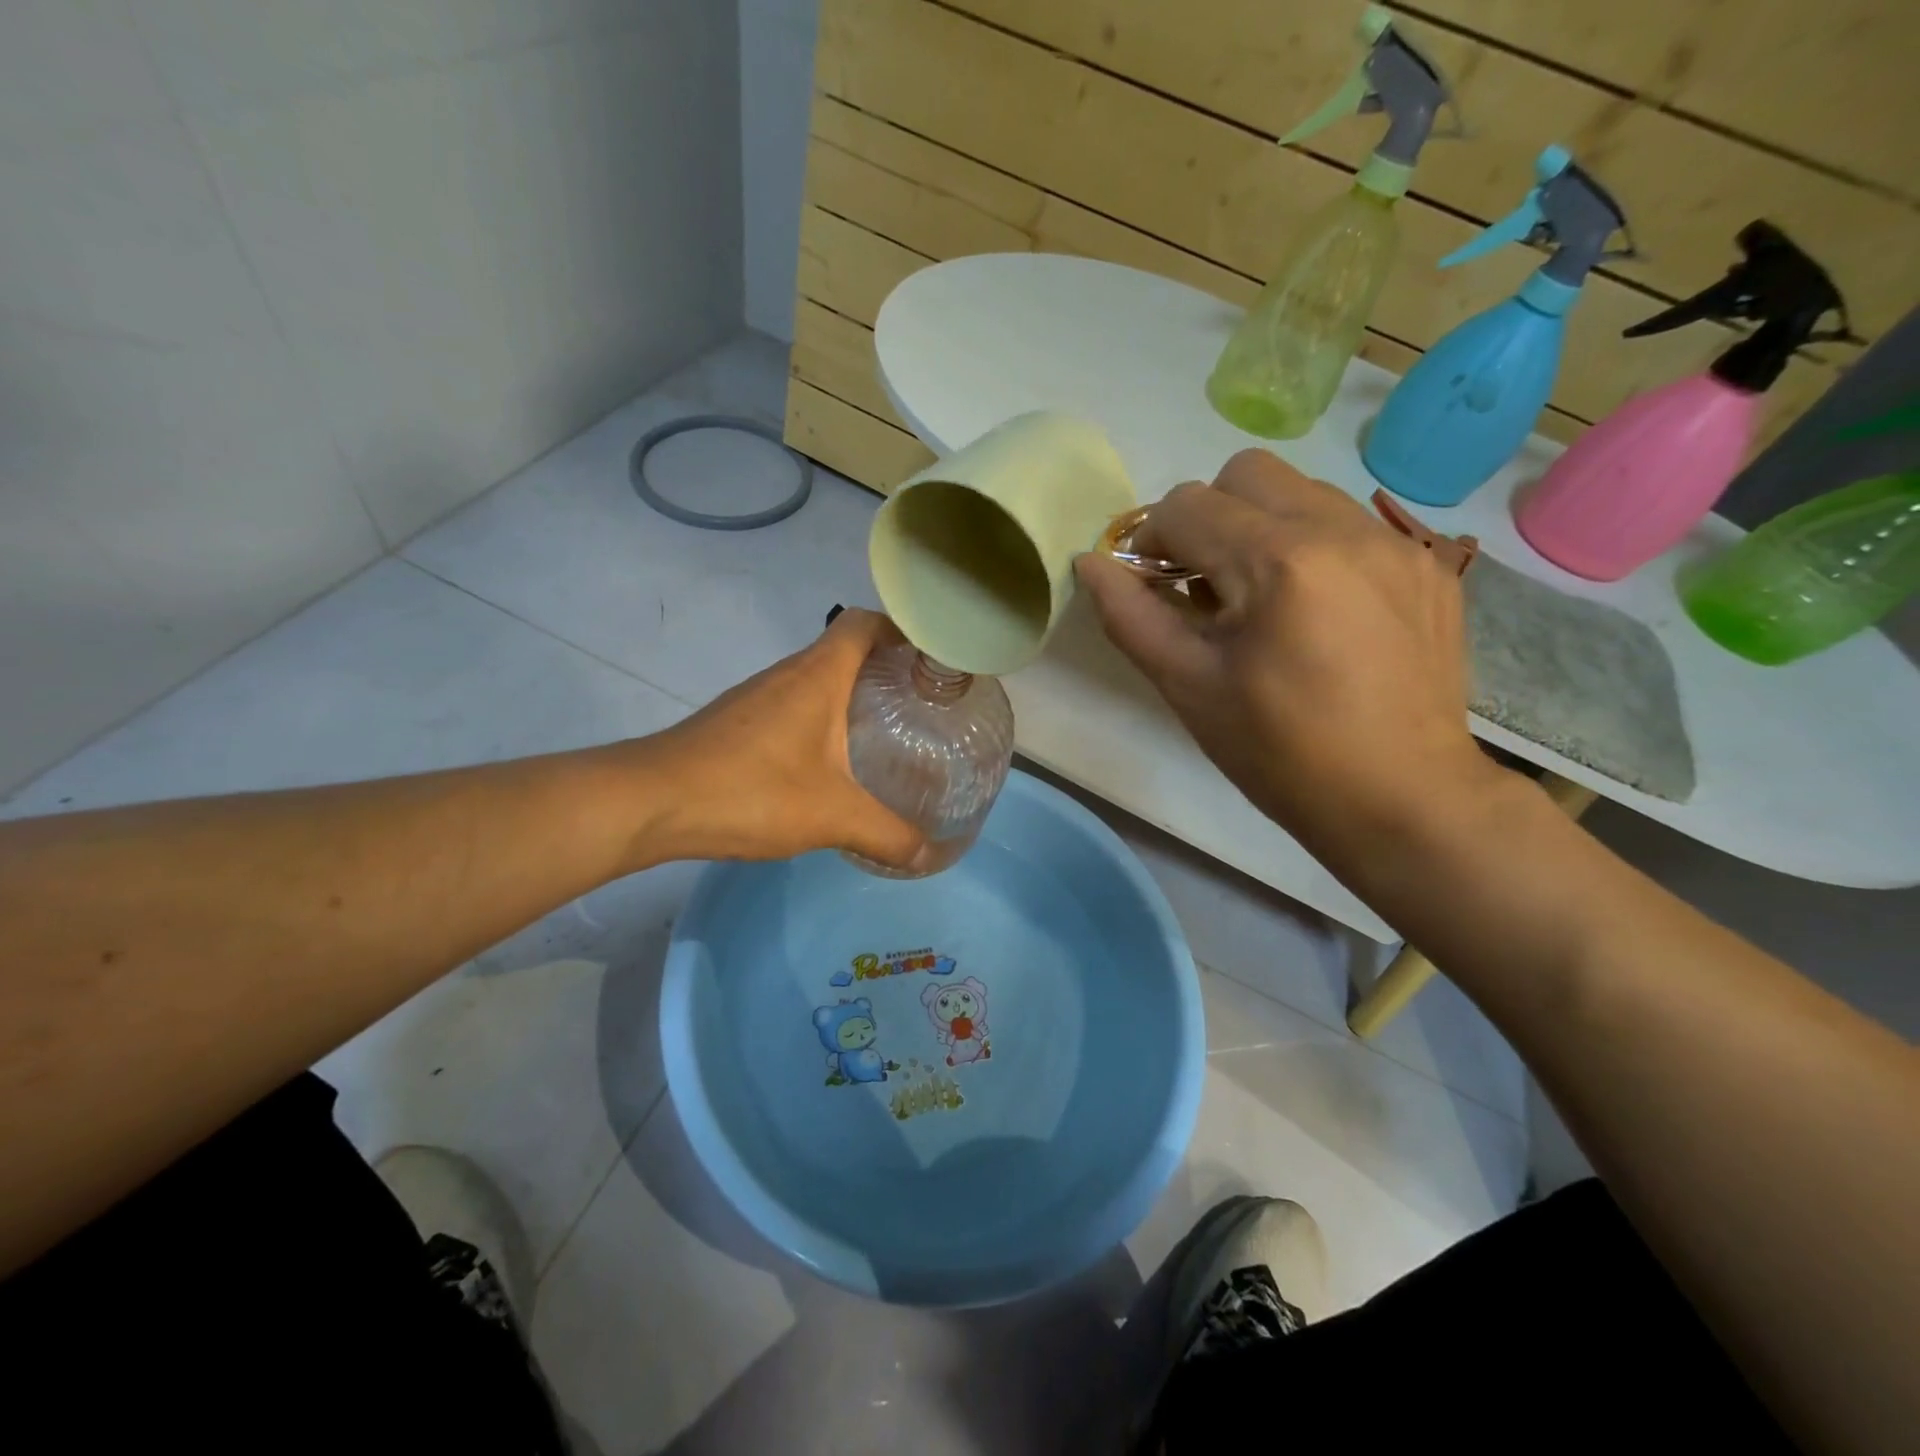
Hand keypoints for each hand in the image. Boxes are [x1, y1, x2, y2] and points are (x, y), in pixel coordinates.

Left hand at [630, 609, 930, 871]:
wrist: (651, 803)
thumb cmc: (751, 790)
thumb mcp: (832, 816)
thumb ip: (887, 835)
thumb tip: (929, 854)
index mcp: (817, 675)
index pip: (865, 622)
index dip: (901, 629)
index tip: (932, 659)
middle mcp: (787, 674)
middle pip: (844, 649)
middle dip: (885, 669)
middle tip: (922, 704)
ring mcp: (756, 697)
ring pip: (816, 680)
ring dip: (851, 696)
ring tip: (886, 733)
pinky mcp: (737, 723)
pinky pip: (792, 706)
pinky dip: (820, 720)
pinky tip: (830, 763)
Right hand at [1076, 449, 1494, 861]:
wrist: (1403, 801)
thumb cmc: (1281, 754)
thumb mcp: (1189, 688)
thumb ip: (1131, 616)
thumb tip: (1089, 563)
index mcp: (1279, 562)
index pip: (1186, 505)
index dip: (1152, 542)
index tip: (1155, 590)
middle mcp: (1343, 529)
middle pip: (1246, 473)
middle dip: (1208, 517)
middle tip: (1206, 585)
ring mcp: (1396, 543)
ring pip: (1302, 491)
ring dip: (1261, 528)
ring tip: (1263, 601)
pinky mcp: (1428, 566)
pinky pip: (1350, 525)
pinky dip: (1313, 549)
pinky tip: (1318, 614)